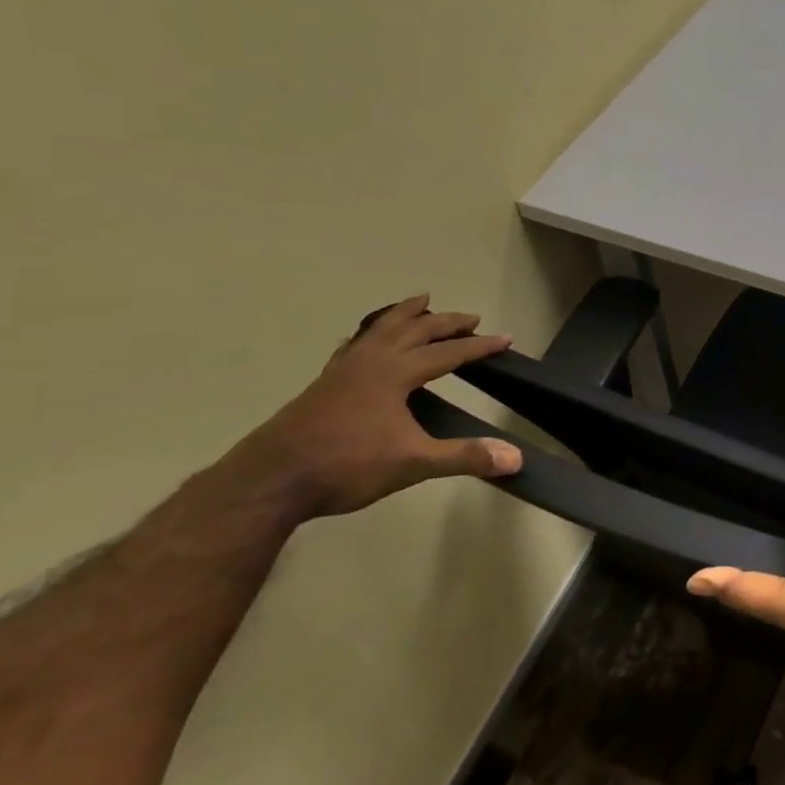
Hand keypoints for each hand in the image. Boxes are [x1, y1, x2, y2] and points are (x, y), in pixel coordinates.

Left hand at [214, 294, 523, 518]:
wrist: (267, 483)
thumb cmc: (345, 467)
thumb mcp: (413, 463)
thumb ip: (465, 457)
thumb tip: (517, 458)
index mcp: (395, 373)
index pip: (448, 352)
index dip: (480, 346)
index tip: (505, 339)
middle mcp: (370, 362)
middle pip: (414, 330)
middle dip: (446, 321)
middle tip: (471, 317)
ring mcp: (341, 371)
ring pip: (379, 330)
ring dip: (404, 315)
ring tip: (419, 301)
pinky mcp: (321, 385)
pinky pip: (352, 346)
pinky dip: (368, 336)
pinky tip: (363, 341)